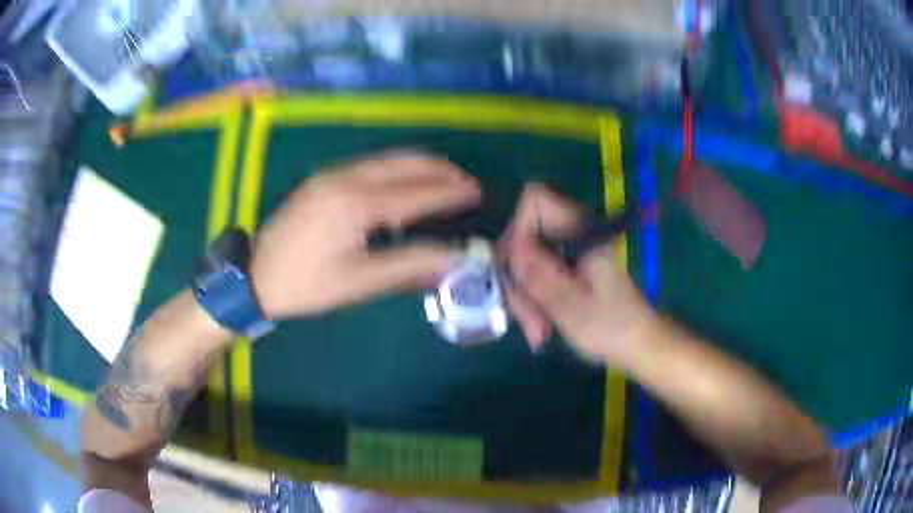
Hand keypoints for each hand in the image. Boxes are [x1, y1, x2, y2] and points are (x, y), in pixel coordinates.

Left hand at [251, 151, 480, 318]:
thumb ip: (408, 264)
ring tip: (445, 182)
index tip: (477, 193)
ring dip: (420, 167)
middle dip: (440, 170)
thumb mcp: (359, 281)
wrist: (256, 276)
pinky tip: (407, 187)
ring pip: (388, 159)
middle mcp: (346, 178)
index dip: (449, 192)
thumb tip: (453, 258)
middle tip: (467, 183)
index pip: (415, 192)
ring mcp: (333, 175)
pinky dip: (398, 171)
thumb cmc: (306, 284)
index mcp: (355, 204)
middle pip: (404, 162)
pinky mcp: (325, 180)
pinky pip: (372, 166)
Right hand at [502, 184, 655, 362]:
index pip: (535, 201)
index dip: (516, 228)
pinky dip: (533, 300)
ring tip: (537, 331)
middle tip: (525, 317)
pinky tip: (541, 327)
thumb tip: (509, 248)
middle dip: (517, 277)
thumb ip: (539, 275)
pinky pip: (536, 274)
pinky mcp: (567, 268)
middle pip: (524, 235)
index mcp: (580, 231)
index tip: (515, 269)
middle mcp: (572, 233)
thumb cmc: (611, 327)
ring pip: (526, 259)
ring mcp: (568, 251)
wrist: (638, 343)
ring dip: (524, 296)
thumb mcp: (571, 306)